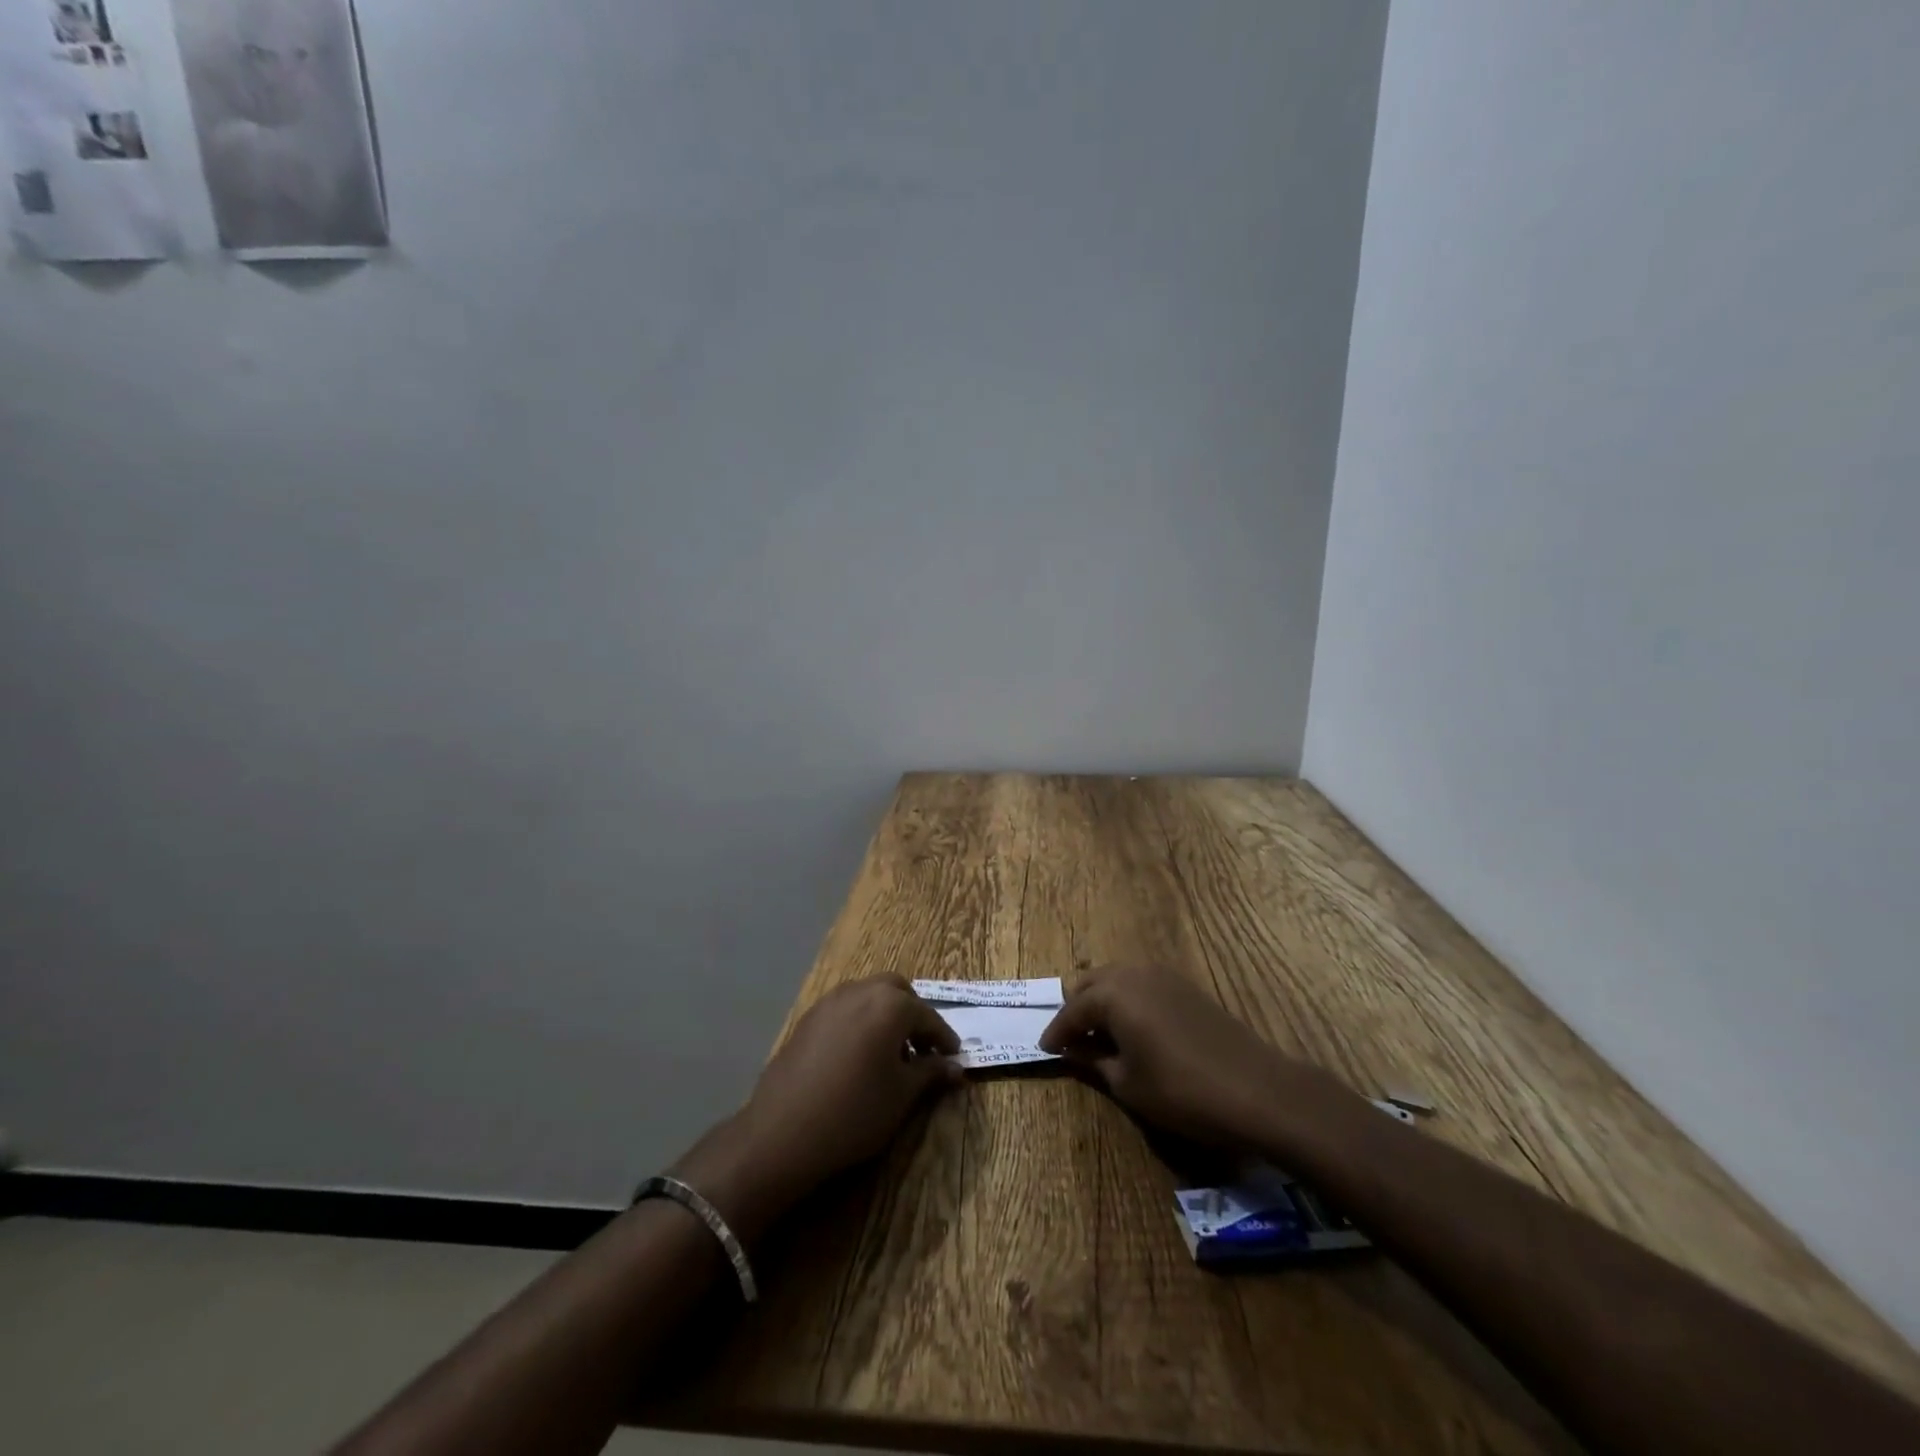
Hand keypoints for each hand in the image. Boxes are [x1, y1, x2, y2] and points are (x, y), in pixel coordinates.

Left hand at [675, 976, 961, 1237]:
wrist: (783, 1131)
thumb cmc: (855, 1111)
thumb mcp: (902, 1095)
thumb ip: (930, 1073)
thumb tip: (954, 1067)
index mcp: (891, 1004)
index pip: (928, 1016)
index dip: (944, 1038)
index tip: (954, 1058)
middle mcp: (861, 991)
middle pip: (897, 991)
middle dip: (913, 1014)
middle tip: (922, 1048)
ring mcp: (830, 1001)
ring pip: (869, 995)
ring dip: (886, 1015)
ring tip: (891, 1054)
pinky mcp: (809, 1018)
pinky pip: (846, 1009)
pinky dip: (861, 1021)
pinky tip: (860, 1056)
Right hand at [1039, 965, 1327, 1148]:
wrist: (1257, 1090)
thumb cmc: (1182, 1092)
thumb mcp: (1128, 1085)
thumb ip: (1094, 1062)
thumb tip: (1073, 1052)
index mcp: (1113, 995)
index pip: (1072, 1011)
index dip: (1057, 1033)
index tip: (1046, 1050)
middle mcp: (1133, 973)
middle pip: (1091, 982)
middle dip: (1077, 1008)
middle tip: (1071, 1039)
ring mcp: (1163, 975)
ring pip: (1117, 977)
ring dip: (1102, 1000)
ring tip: (1100, 1033)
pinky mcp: (1185, 986)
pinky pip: (1141, 982)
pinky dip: (1128, 999)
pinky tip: (1133, 1027)